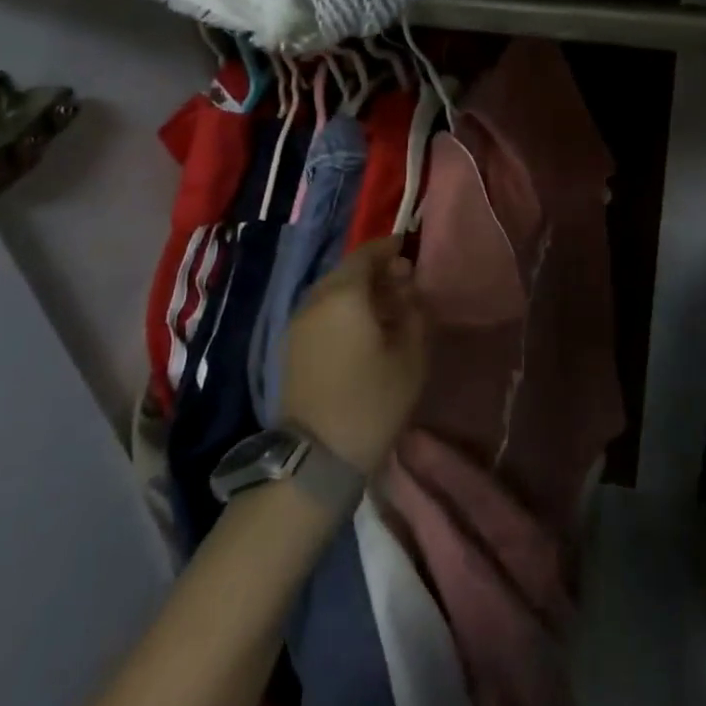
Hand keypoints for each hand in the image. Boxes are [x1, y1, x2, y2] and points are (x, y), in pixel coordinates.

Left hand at [280, 238, 429, 475]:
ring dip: (360, 292)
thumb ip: (414, 313)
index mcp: (344, 294)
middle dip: (376, 271)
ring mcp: (298, 324)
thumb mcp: (411, 356)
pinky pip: (322, 313)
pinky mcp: (291, 347)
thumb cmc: (372, 400)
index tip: (410, 249)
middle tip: (405, 282)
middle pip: (347, 271)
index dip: (389, 248)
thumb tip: (409, 291)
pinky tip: (365, 330)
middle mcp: (316, 300)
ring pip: (333, 292)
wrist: (317, 457)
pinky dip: (344, 310)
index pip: (367, 254)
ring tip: (388, 308)